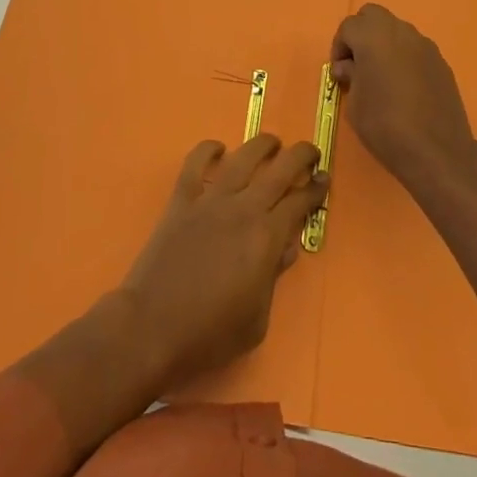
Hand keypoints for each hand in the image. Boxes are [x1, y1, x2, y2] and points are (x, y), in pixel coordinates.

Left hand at [120, 134, 327, 390]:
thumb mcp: (257, 320)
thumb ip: (274, 277)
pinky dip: (208, 150)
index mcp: (266, 237)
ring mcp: (210, 200)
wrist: (151, 328)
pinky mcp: (181, 200)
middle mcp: (243, 208)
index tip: (324, 179)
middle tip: (310, 152)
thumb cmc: (209, 334)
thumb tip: (286, 246)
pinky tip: (218, 148)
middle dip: (300, 156)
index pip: (299, 202)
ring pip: (242, 158)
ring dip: (262, 145)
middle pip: (279, 169)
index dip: (315, 189)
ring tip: (273, 142)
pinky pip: (195, 163)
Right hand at [330, 3, 476, 190]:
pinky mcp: (441, 61)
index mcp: (373, 37)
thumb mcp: (355, 104)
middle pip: (373, 16)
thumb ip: (350, 76)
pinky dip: (404, 57)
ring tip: (382, 77)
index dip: (339, 47)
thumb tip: (349, 67)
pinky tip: (405, 87)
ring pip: (396, 30)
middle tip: (358, 65)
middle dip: (361, 34)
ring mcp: (424, 45)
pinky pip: (415, 48)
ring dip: (384, 44)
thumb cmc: (385, 126)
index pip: (348, 26)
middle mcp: (400, 31)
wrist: (437, 151)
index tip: (340, 73)